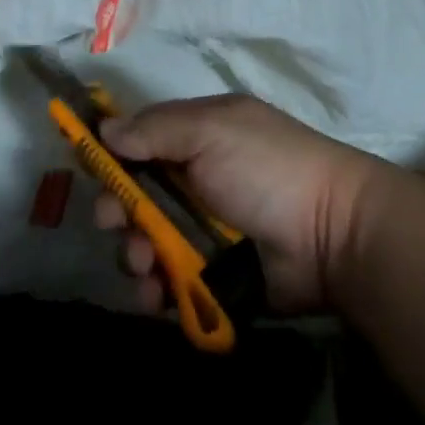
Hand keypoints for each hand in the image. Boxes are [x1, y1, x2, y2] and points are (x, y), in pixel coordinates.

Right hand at [98, 95, 383, 311]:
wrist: (335, 235)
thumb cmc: (268, 168)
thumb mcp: (211, 131)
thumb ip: (155, 129)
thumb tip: (104, 129)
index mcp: (198, 137)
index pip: (140, 141)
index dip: (111, 155)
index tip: (88, 170)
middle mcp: (196, 180)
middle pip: (135, 196)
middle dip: (117, 211)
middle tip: (115, 223)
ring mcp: (204, 231)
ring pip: (146, 243)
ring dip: (134, 255)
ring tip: (145, 266)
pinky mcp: (213, 276)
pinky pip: (169, 282)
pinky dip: (156, 290)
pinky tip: (156, 296)